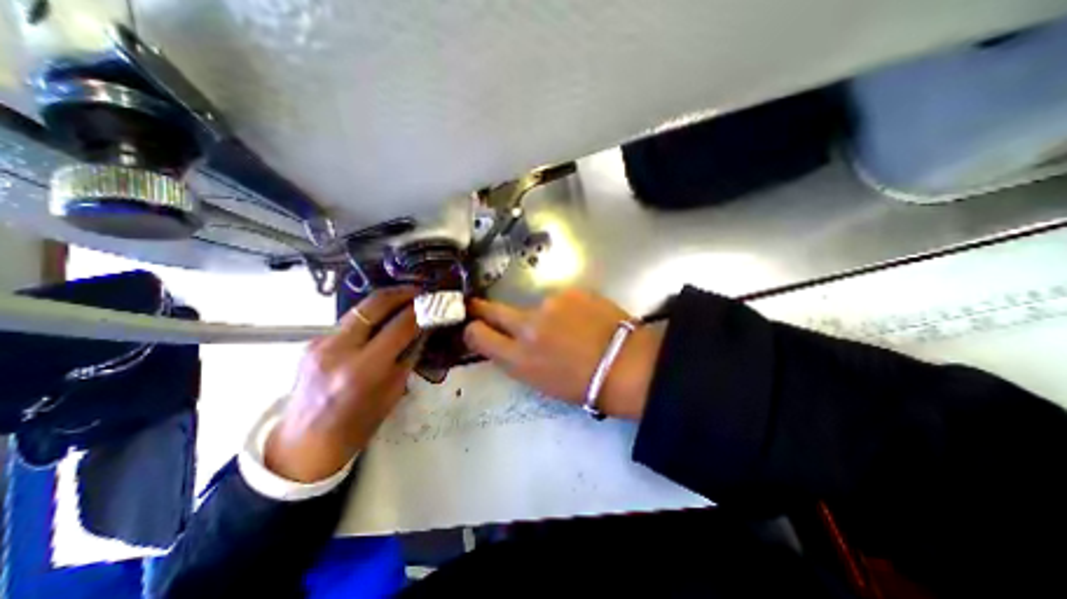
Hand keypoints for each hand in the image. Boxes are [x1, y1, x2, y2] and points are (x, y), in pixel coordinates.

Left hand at [264, 287, 417, 481]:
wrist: (302, 445)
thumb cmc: (356, 427)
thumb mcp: (392, 392)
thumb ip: (407, 357)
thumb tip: (423, 331)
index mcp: (363, 370)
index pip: (400, 326)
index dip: (422, 311)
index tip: (436, 303)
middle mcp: (339, 349)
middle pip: (375, 304)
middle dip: (403, 293)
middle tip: (422, 291)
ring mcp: (321, 343)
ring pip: (360, 308)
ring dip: (386, 301)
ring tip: (407, 301)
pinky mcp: (312, 342)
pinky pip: (349, 322)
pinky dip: (370, 317)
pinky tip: (382, 323)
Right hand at [467, 287, 664, 418]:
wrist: (625, 365)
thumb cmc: (581, 384)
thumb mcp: (539, 382)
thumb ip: (517, 358)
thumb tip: (507, 342)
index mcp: (519, 358)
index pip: (478, 335)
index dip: (472, 329)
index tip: (473, 326)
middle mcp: (528, 326)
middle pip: (493, 309)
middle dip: (482, 308)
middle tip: (478, 306)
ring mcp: (550, 304)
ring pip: (534, 306)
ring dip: (543, 314)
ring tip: (567, 327)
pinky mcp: (570, 291)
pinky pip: (560, 300)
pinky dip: (566, 308)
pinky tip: (583, 319)